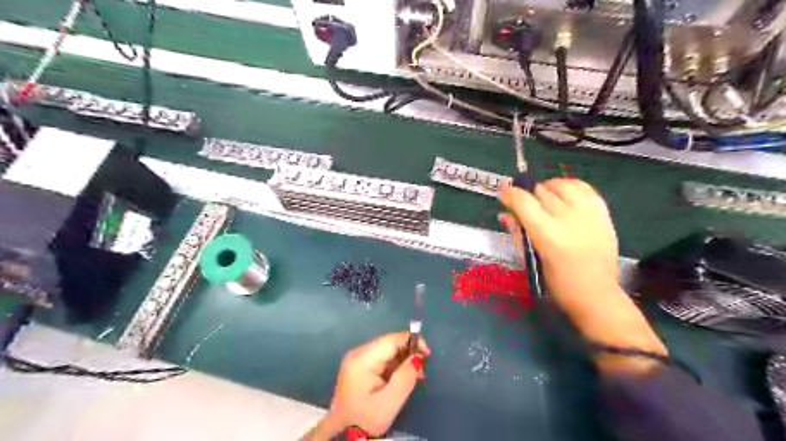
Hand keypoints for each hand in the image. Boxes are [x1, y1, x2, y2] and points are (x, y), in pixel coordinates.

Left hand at [302, 332, 428, 438]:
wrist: (342, 438)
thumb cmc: (366, 420)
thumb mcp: (390, 401)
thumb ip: (406, 376)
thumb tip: (418, 356)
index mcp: (362, 359)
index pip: (391, 339)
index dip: (412, 341)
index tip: (427, 354)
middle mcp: (357, 353)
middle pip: (388, 343)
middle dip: (408, 353)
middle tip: (422, 371)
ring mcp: (356, 360)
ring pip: (386, 351)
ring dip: (402, 361)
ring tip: (415, 377)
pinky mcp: (358, 369)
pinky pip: (380, 359)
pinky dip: (394, 366)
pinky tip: (402, 379)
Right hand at [496, 178, 620, 308]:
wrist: (598, 295)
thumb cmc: (558, 284)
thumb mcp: (532, 261)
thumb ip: (518, 234)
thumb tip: (505, 215)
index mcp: (547, 235)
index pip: (524, 201)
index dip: (510, 194)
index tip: (503, 195)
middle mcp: (568, 219)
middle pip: (541, 191)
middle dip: (528, 196)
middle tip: (526, 208)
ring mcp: (588, 214)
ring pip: (563, 184)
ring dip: (549, 188)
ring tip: (545, 198)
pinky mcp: (603, 214)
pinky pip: (585, 188)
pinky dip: (571, 187)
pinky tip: (565, 196)